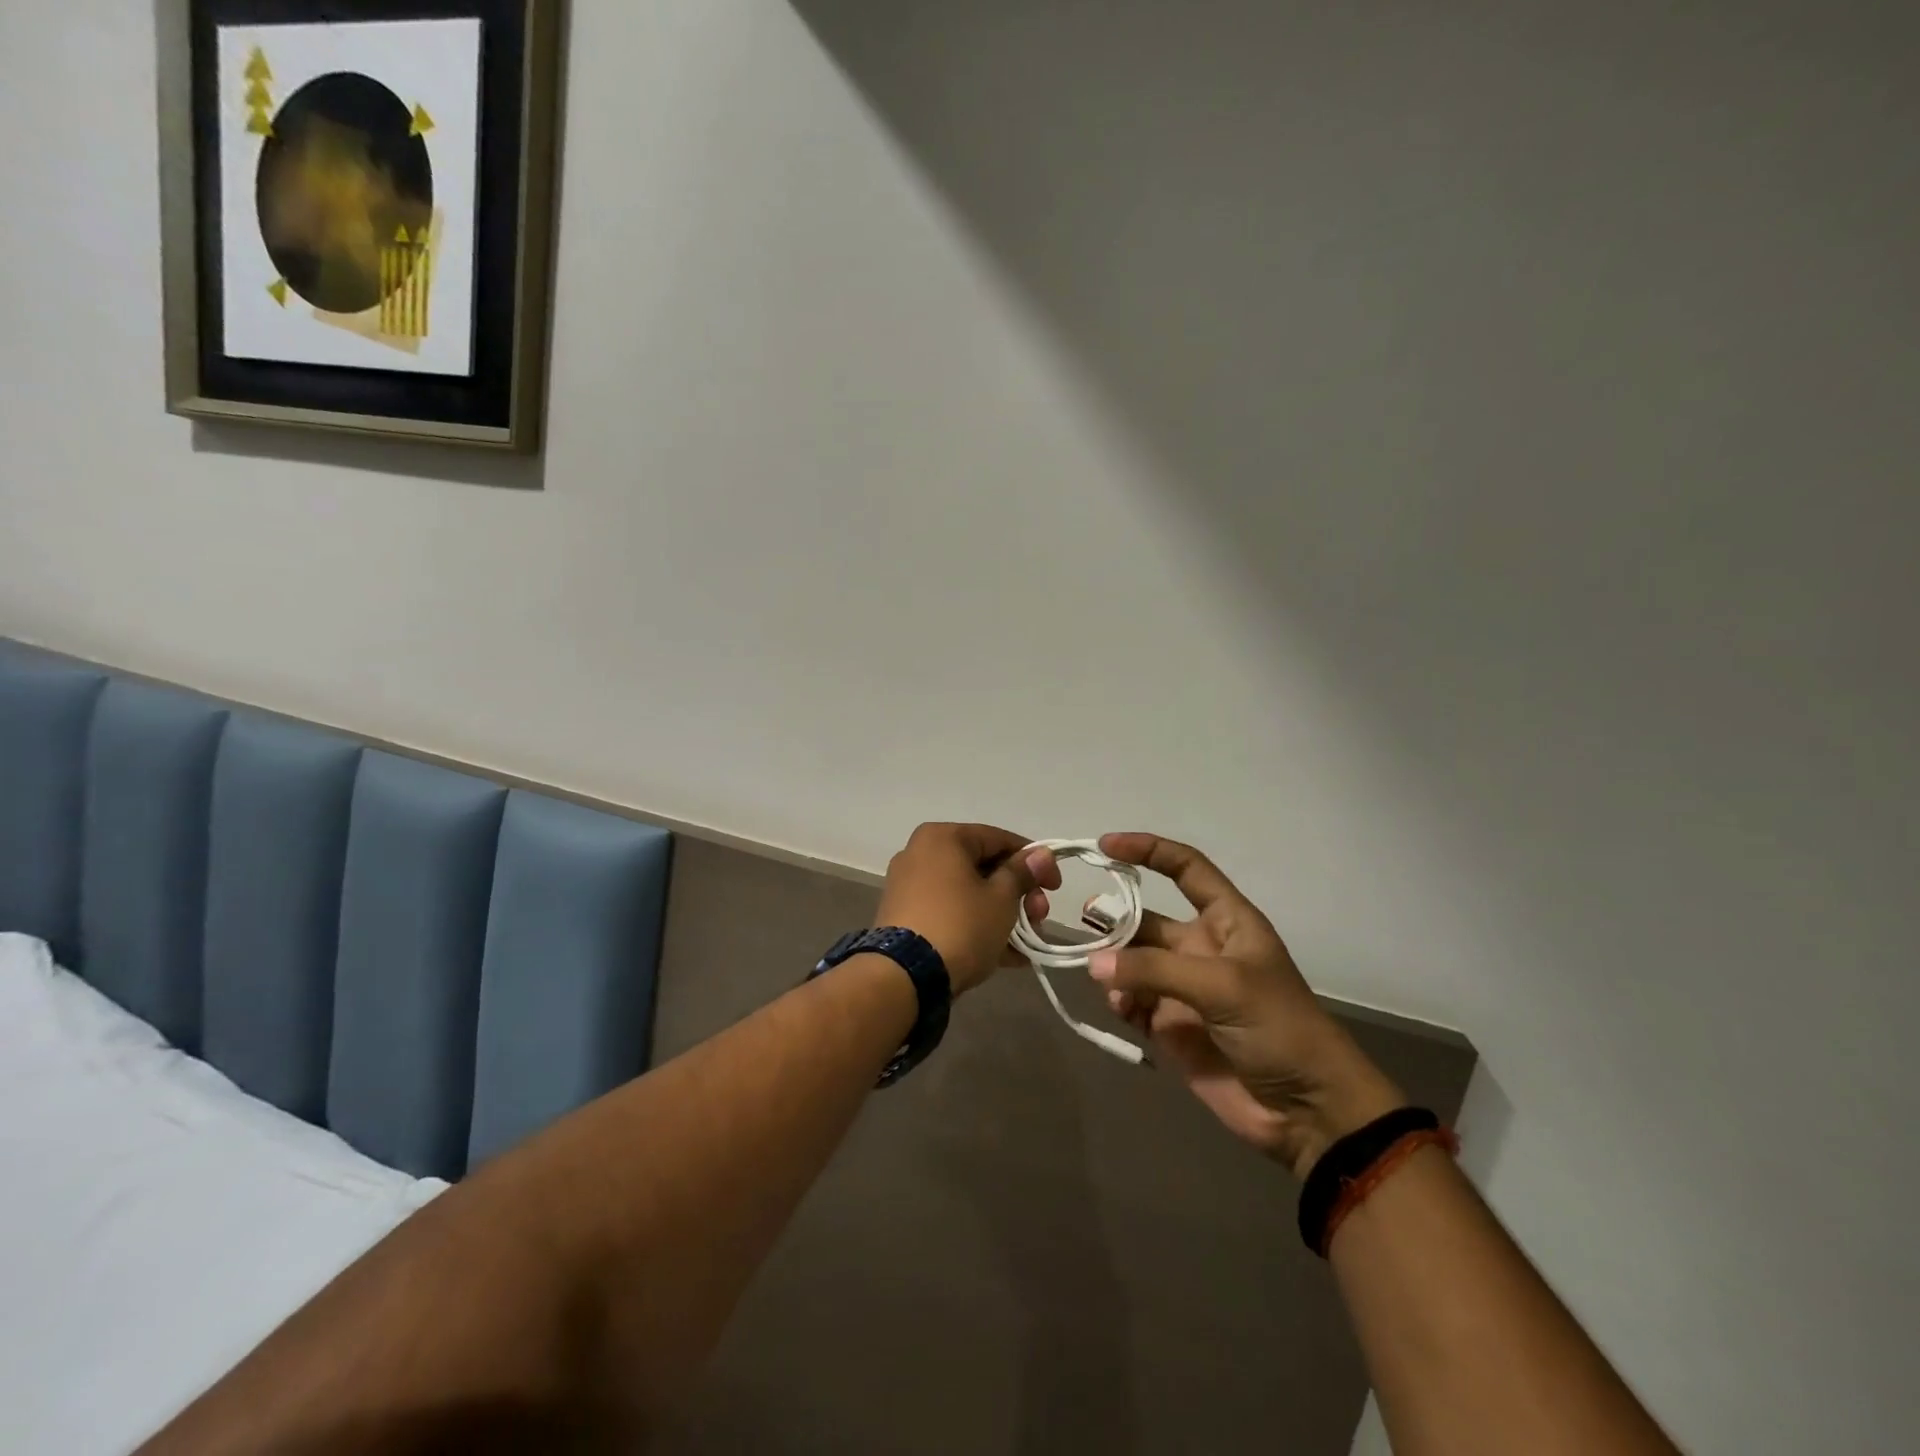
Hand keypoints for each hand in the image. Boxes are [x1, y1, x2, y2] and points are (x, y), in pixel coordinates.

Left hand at [875, 823, 1060, 995]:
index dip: (1034, 860)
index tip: (1056, 886)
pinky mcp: (906, 917)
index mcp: (942, 838)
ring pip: (969, 893)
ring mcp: (910, 887)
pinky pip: (951, 913)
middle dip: (1019, 894)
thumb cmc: (960, 925)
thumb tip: (1042, 854)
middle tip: (1040, 917)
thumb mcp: (1001, 899)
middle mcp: (921, 854)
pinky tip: (1007, 956)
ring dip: (1003, 915)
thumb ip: (1022, 873)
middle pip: (984, 867)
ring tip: (1027, 943)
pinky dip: (977, 927)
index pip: (999, 839)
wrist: (904, 977)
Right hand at [1085, 833, 1406, 1179]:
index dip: (1148, 850)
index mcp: (1226, 921)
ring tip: (1100, 974)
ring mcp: (1182, 987)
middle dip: (1115, 917)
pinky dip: (1117, 998)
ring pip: (1131, 959)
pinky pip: (1129, 999)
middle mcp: (1200, 947)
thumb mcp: (1222, 985)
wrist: (1307, 1111)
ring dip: (1112, 962)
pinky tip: (1120, 1007)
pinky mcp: (1168, 1024)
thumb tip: (1092, 963)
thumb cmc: (1278, 1028)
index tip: (1106, 846)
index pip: (1186, 868)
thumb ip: (1154, 970)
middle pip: (1146, 917)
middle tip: (1085, 924)